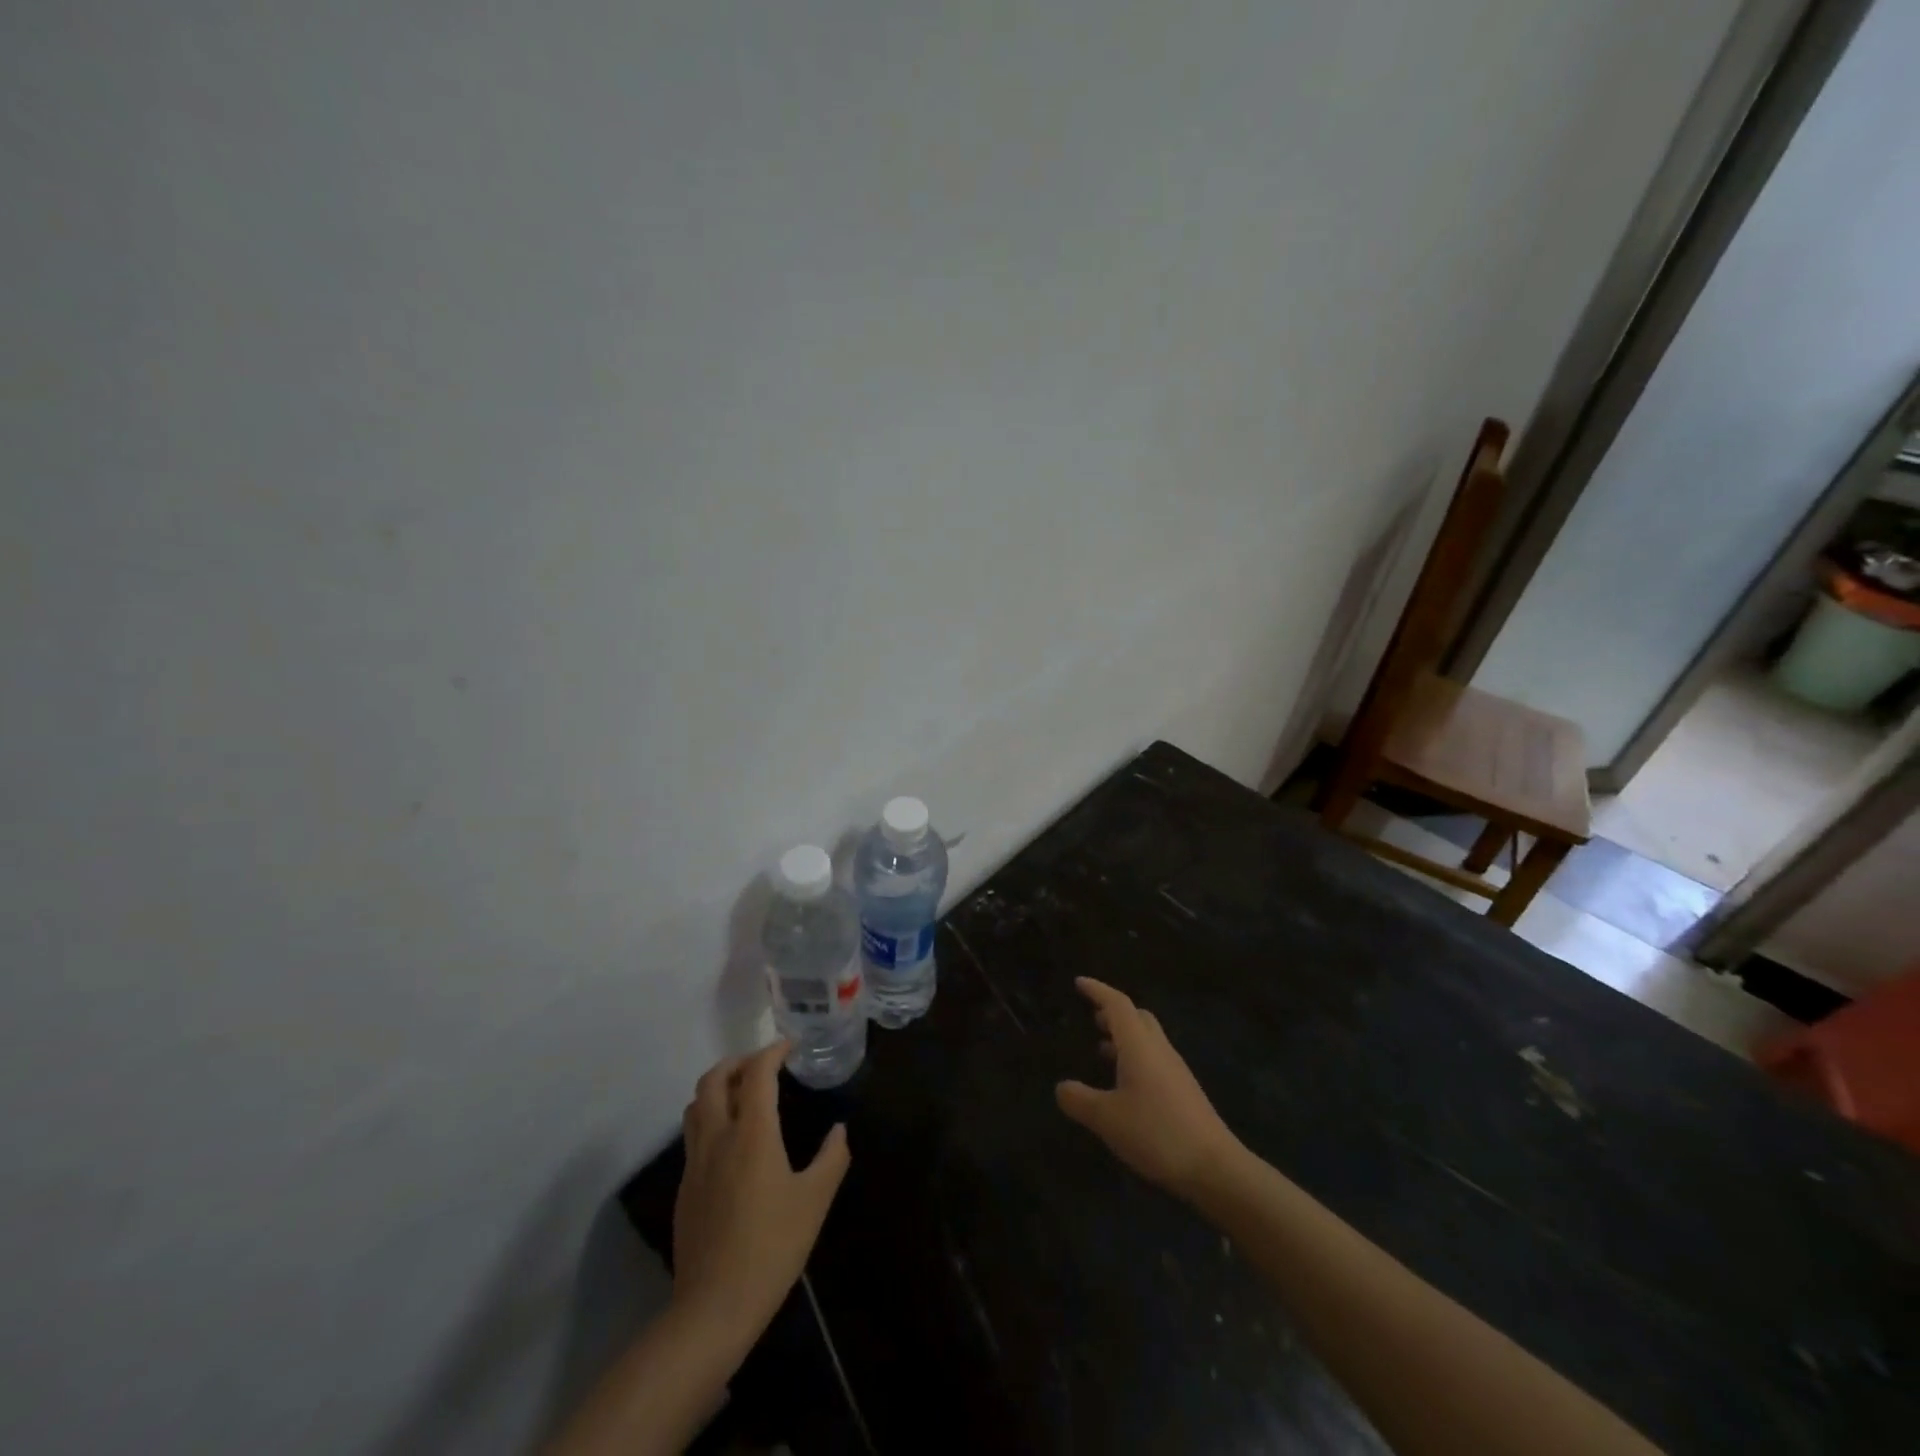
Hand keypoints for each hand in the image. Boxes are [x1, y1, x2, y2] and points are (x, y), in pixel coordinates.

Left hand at [672, 1042, 850, 1341]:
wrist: (714, 1307)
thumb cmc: (772, 1247)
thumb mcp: (814, 1201)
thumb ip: (831, 1158)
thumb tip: (839, 1130)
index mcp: (751, 1133)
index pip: (757, 1073)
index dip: (773, 1051)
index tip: (790, 1045)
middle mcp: (718, 1137)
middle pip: (713, 1079)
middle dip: (737, 1062)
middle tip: (763, 1065)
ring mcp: (695, 1163)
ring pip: (696, 1105)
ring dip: (718, 1087)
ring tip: (743, 1095)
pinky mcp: (685, 1188)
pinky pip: (693, 1135)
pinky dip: (711, 1118)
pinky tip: (732, 1141)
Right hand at [1056, 977, 1241, 1198]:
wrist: (1215, 1167)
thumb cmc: (1157, 1133)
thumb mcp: (1107, 1119)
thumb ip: (1080, 1100)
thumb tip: (1061, 1087)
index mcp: (1139, 1046)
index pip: (1117, 1004)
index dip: (1097, 990)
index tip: (1079, 982)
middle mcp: (1159, 1050)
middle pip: (1137, 1017)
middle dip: (1114, 1012)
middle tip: (1093, 1017)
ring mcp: (1175, 1070)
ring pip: (1148, 1039)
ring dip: (1125, 1037)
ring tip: (1102, 1048)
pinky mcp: (1184, 1091)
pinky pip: (1155, 1059)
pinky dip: (1135, 1058)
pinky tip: (1125, 1084)